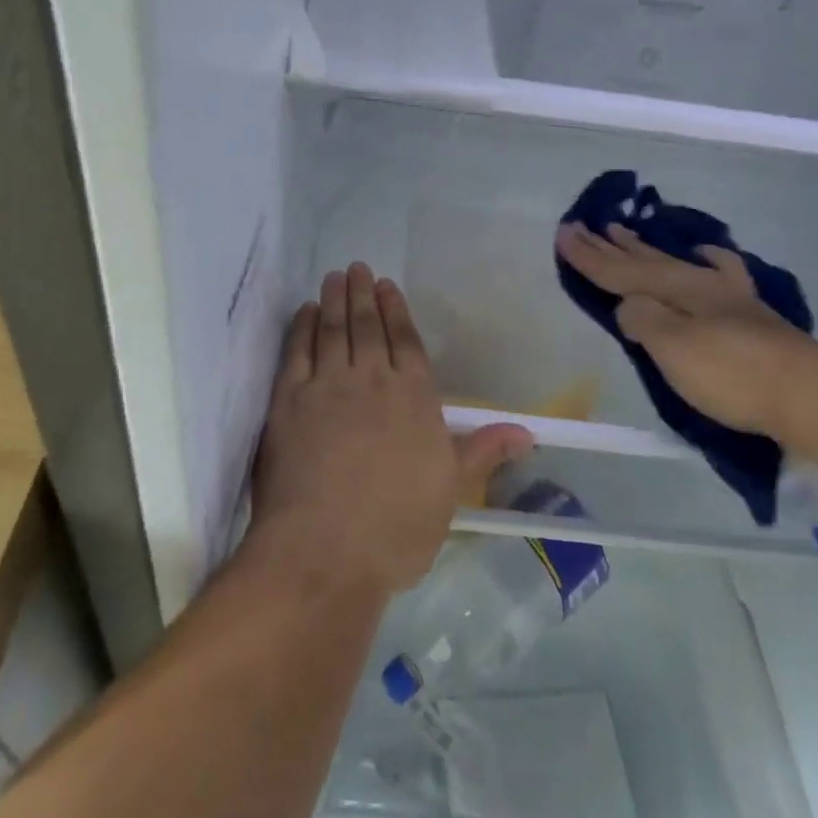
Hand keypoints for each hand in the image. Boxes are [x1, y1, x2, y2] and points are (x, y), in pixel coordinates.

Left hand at [250, 264, 531, 596]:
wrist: (326, 550)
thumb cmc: (397, 526)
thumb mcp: (450, 489)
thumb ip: (483, 451)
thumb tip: (529, 432)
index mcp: (414, 398)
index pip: (407, 342)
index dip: (397, 311)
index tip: (387, 286)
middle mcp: (372, 380)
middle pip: (368, 328)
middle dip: (363, 295)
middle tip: (357, 268)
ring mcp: (327, 387)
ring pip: (334, 331)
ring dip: (335, 301)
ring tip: (335, 278)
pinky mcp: (288, 402)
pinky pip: (296, 352)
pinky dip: (302, 328)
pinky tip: (306, 313)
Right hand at [555, 222, 814, 437]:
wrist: (810, 393)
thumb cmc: (732, 373)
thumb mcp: (673, 348)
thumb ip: (643, 320)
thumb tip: (627, 305)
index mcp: (675, 289)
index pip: (620, 271)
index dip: (588, 256)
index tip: (562, 233)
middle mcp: (698, 284)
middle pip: (644, 261)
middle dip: (610, 246)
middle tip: (584, 226)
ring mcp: (727, 297)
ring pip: (674, 262)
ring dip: (645, 249)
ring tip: (624, 232)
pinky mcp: (748, 315)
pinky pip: (715, 272)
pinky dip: (703, 260)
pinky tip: (704, 255)